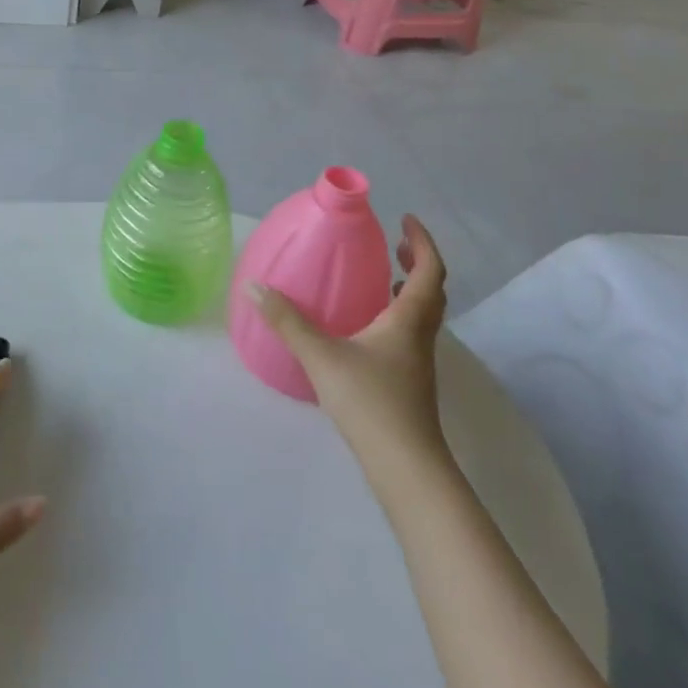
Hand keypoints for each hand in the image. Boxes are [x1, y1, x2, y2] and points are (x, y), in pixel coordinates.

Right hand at [250, 215, 451, 487]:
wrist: (405, 467)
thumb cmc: (369, 402)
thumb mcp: (321, 356)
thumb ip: (287, 321)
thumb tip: (254, 286)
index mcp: (407, 321)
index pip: (428, 271)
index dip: (422, 242)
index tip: (405, 220)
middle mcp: (419, 336)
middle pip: (432, 291)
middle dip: (417, 262)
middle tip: (394, 243)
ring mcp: (417, 362)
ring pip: (423, 314)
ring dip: (410, 289)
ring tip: (383, 277)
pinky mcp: (409, 382)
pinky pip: (410, 333)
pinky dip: (397, 315)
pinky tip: (366, 326)